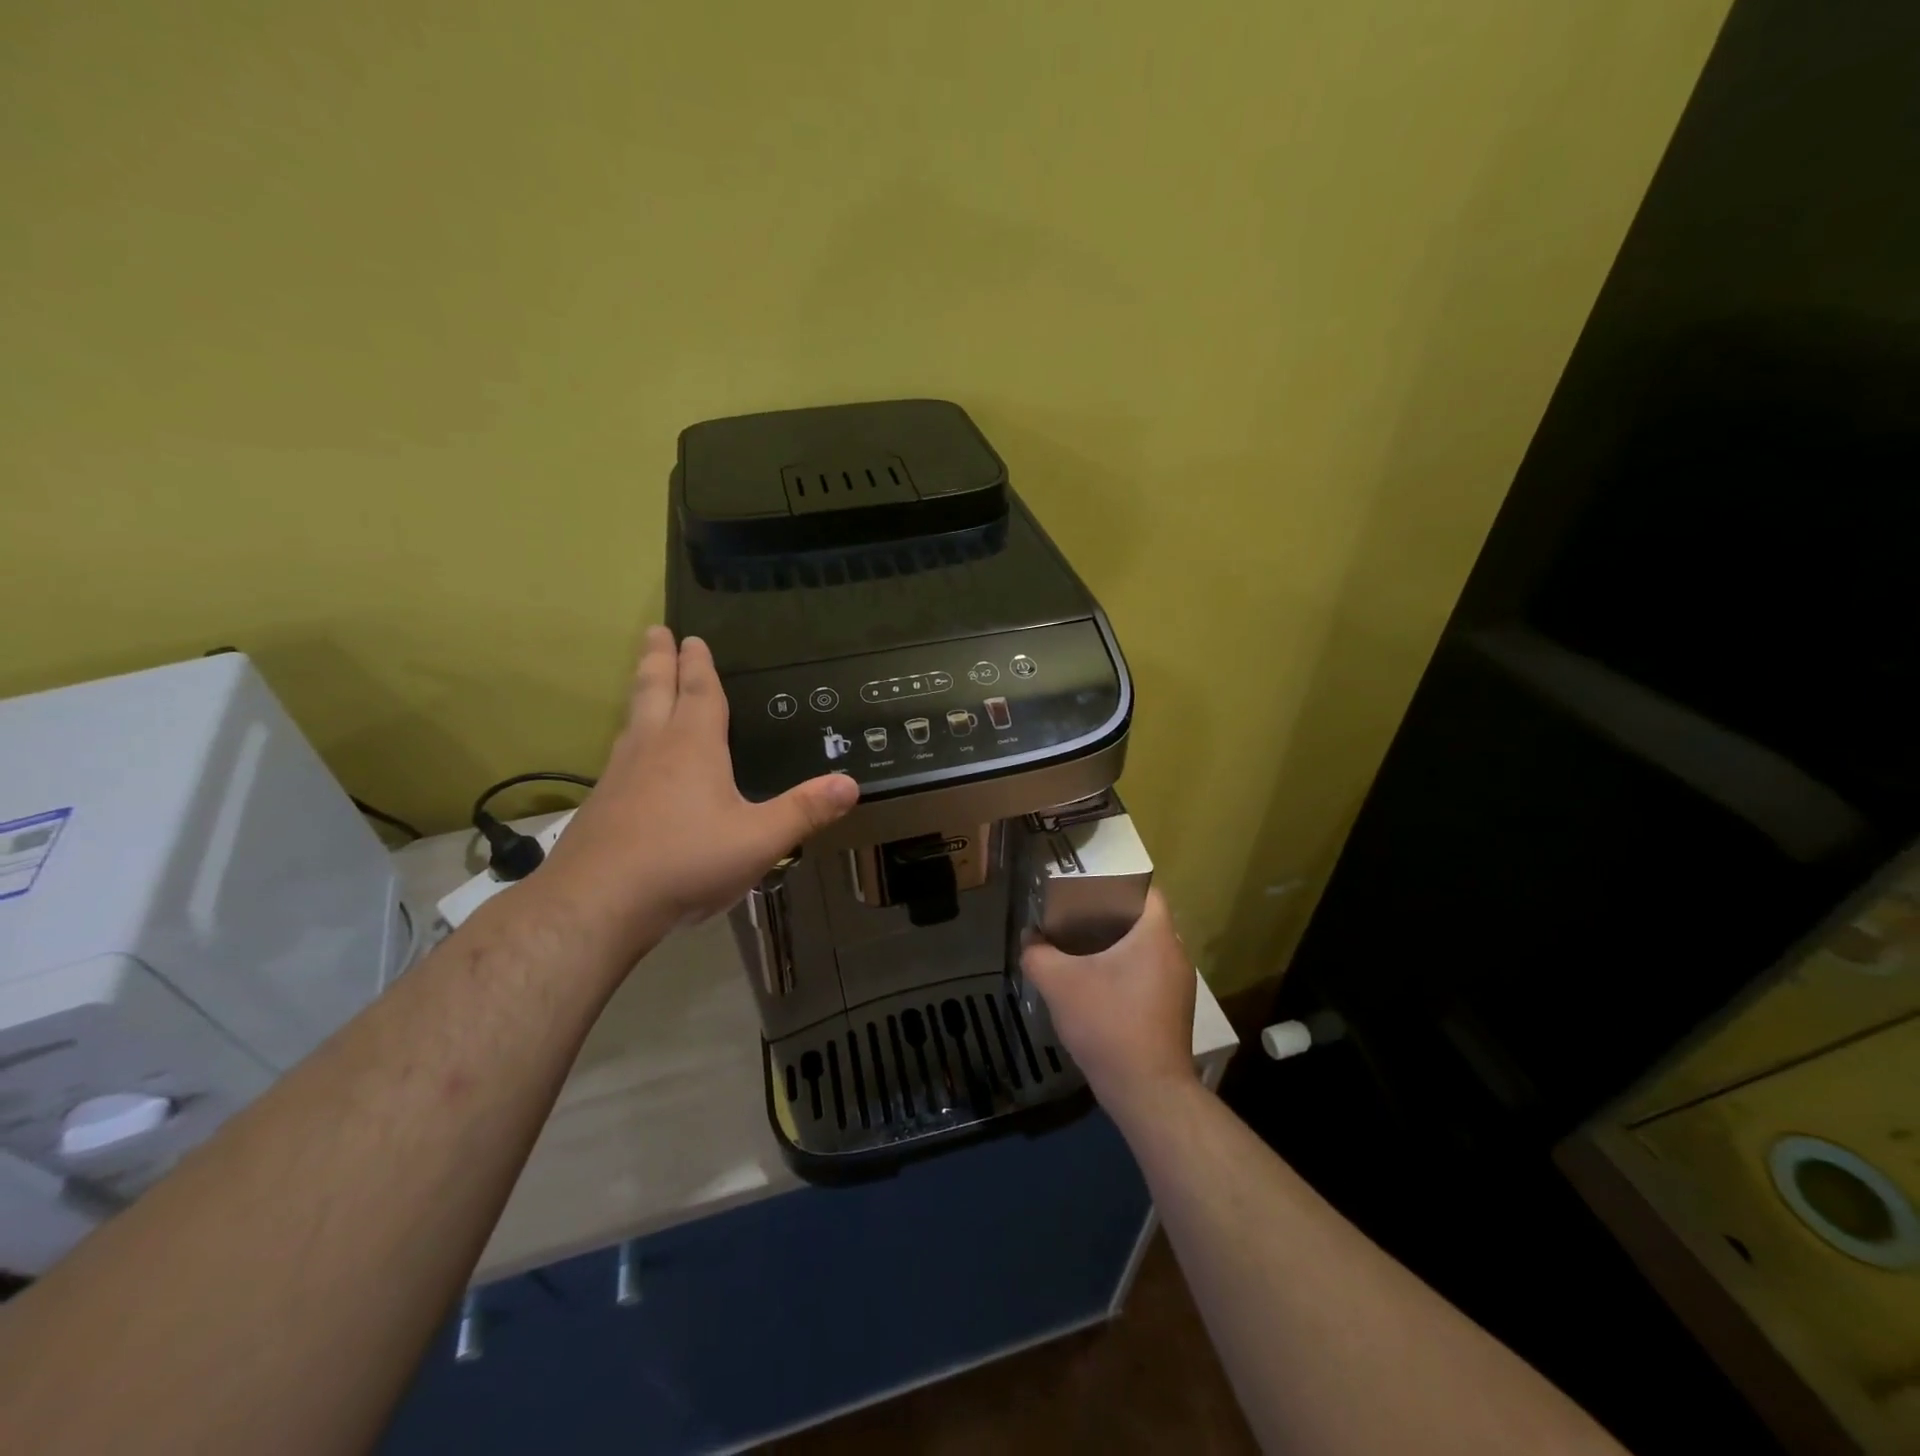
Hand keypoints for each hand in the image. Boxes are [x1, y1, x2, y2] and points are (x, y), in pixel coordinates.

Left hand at [527, 627, 859, 958]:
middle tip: (655, 631)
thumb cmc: (686, 861)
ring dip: (642, 694)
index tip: (691, 637)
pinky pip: (620, 754)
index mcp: (693, 747)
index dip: (700, 665)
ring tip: (644, 683)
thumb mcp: (759, 840)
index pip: (700, 693)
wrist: (597, 903)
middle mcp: (653, 749)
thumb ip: (805, 811)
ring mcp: (620, 775)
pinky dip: (630, 737)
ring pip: (632, 720)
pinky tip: (631, 759)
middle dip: (658, 660)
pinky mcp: (601, 805)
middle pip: (655, 691)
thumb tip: (851, 783)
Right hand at [1021, 889, 1198, 1120]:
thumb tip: (1029, 939)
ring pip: (1148, 953)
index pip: (1146, 892)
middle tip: (1076, 923)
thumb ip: (1038, 955)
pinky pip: (1151, 978)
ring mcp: (1180, 987)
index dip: (1117, 887)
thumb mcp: (1059, 984)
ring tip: (1083, 956)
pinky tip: (1100, 992)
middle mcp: (1176, 955)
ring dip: (1119, 951)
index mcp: (1157, 936)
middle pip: (1144, 922)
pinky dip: (1128, 976)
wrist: (1147, 1092)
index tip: (1087, 896)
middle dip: (1111, 920)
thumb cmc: (1108, 1024)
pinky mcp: (1176, 1013)